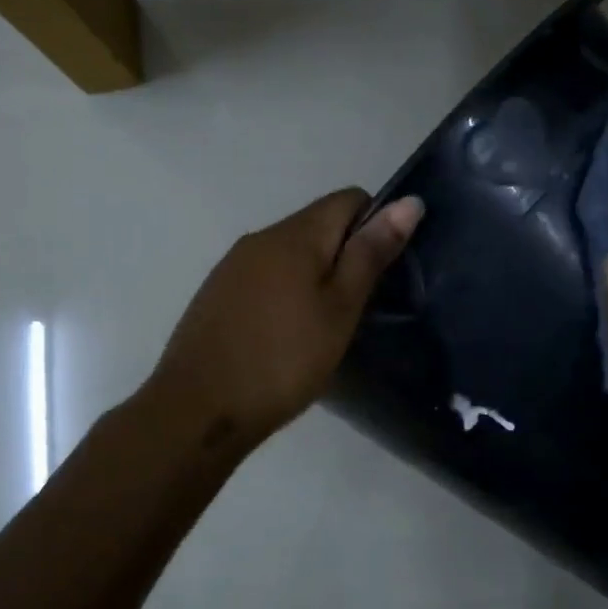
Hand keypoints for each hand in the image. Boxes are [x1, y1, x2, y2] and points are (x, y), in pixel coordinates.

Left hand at [147, 188, 423, 453]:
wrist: (198, 409)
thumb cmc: (283, 359)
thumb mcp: (340, 309)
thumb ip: (371, 254)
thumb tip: (408, 201)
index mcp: (294, 234)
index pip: (349, 199)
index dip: (377, 225)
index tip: (384, 273)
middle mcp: (260, 237)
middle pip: (319, 224)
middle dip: (347, 254)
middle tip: (361, 307)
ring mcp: (233, 265)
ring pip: (291, 253)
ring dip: (317, 276)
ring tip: (327, 326)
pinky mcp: (217, 294)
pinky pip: (266, 276)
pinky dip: (288, 293)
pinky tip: (288, 335)